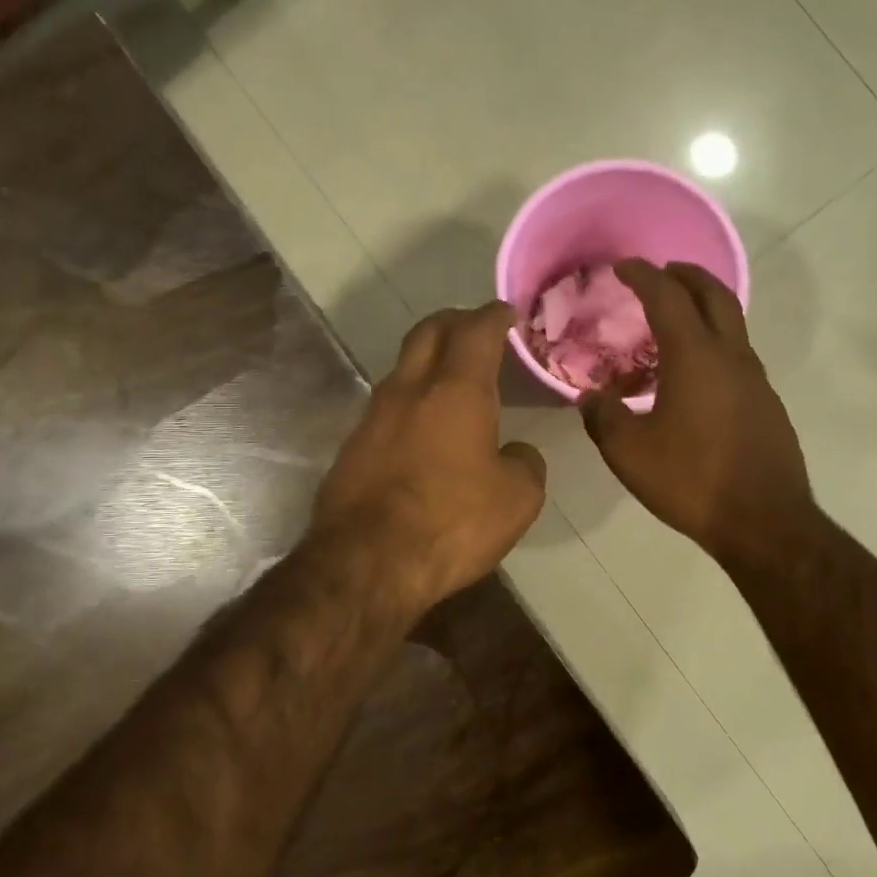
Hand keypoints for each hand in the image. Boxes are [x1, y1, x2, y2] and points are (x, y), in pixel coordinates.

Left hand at [312, 301, 546, 610]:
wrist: (366, 564)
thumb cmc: (451, 522)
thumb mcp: (516, 499)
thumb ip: (524, 464)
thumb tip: (515, 453)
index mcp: (456, 390)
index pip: (476, 330)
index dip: (494, 316)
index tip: (507, 313)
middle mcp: (409, 390)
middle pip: (429, 332)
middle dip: (455, 321)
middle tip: (476, 328)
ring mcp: (373, 416)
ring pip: (403, 368)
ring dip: (428, 361)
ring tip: (452, 379)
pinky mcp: (352, 447)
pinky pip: (387, 407)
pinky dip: (411, 401)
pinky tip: (424, 428)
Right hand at [581, 260, 812, 569]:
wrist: (764, 521)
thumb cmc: (691, 480)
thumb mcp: (629, 453)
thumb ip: (603, 417)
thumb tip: (590, 397)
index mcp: (695, 356)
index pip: (667, 297)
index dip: (643, 275)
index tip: (623, 267)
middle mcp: (731, 356)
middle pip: (714, 295)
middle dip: (686, 275)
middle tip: (661, 273)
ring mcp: (755, 379)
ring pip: (732, 324)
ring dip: (703, 309)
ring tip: (673, 323)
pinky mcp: (767, 404)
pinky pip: (737, 356)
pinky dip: (714, 344)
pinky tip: (694, 376)